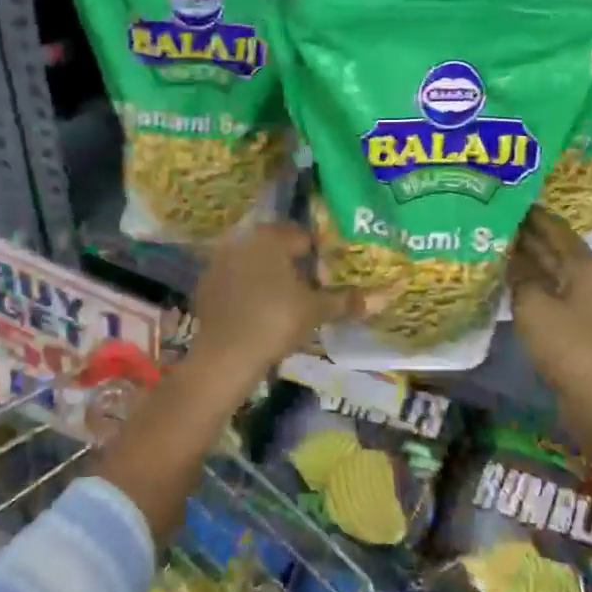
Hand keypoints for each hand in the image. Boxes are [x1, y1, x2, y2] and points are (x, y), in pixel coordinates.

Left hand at [188, 223, 362, 378]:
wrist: (225, 355)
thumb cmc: (276, 321)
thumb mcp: (316, 310)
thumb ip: (347, 300)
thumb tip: (386, 295)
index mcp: (270, 236)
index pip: (303, 237)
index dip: (320, 257)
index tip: (328, 279)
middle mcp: (242, 239)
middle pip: (277, 248)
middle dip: (293, 265)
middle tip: (310, 291)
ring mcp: (219, 260)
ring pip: (254, 263)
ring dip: (269, 276)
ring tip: (285, 303)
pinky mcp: (205, 284)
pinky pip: (234, 280)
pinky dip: (247, 291)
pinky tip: (257, 313)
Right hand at [509, 206, 591, 453]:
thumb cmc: (569, 346)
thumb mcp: (534, 305)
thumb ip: (519, 275)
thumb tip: (508, 255)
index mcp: (587, 266)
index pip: (554, 227)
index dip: (529, 212)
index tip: (502, 197)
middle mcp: (591, 277)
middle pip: (555, 247)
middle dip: (525, 234)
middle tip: (489, 220)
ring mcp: (588, 302)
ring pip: (552, 271)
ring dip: (526, 260)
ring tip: (490, 245)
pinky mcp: (579, 324)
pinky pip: (551, 292)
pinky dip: (531, 283)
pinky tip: (506, 280)